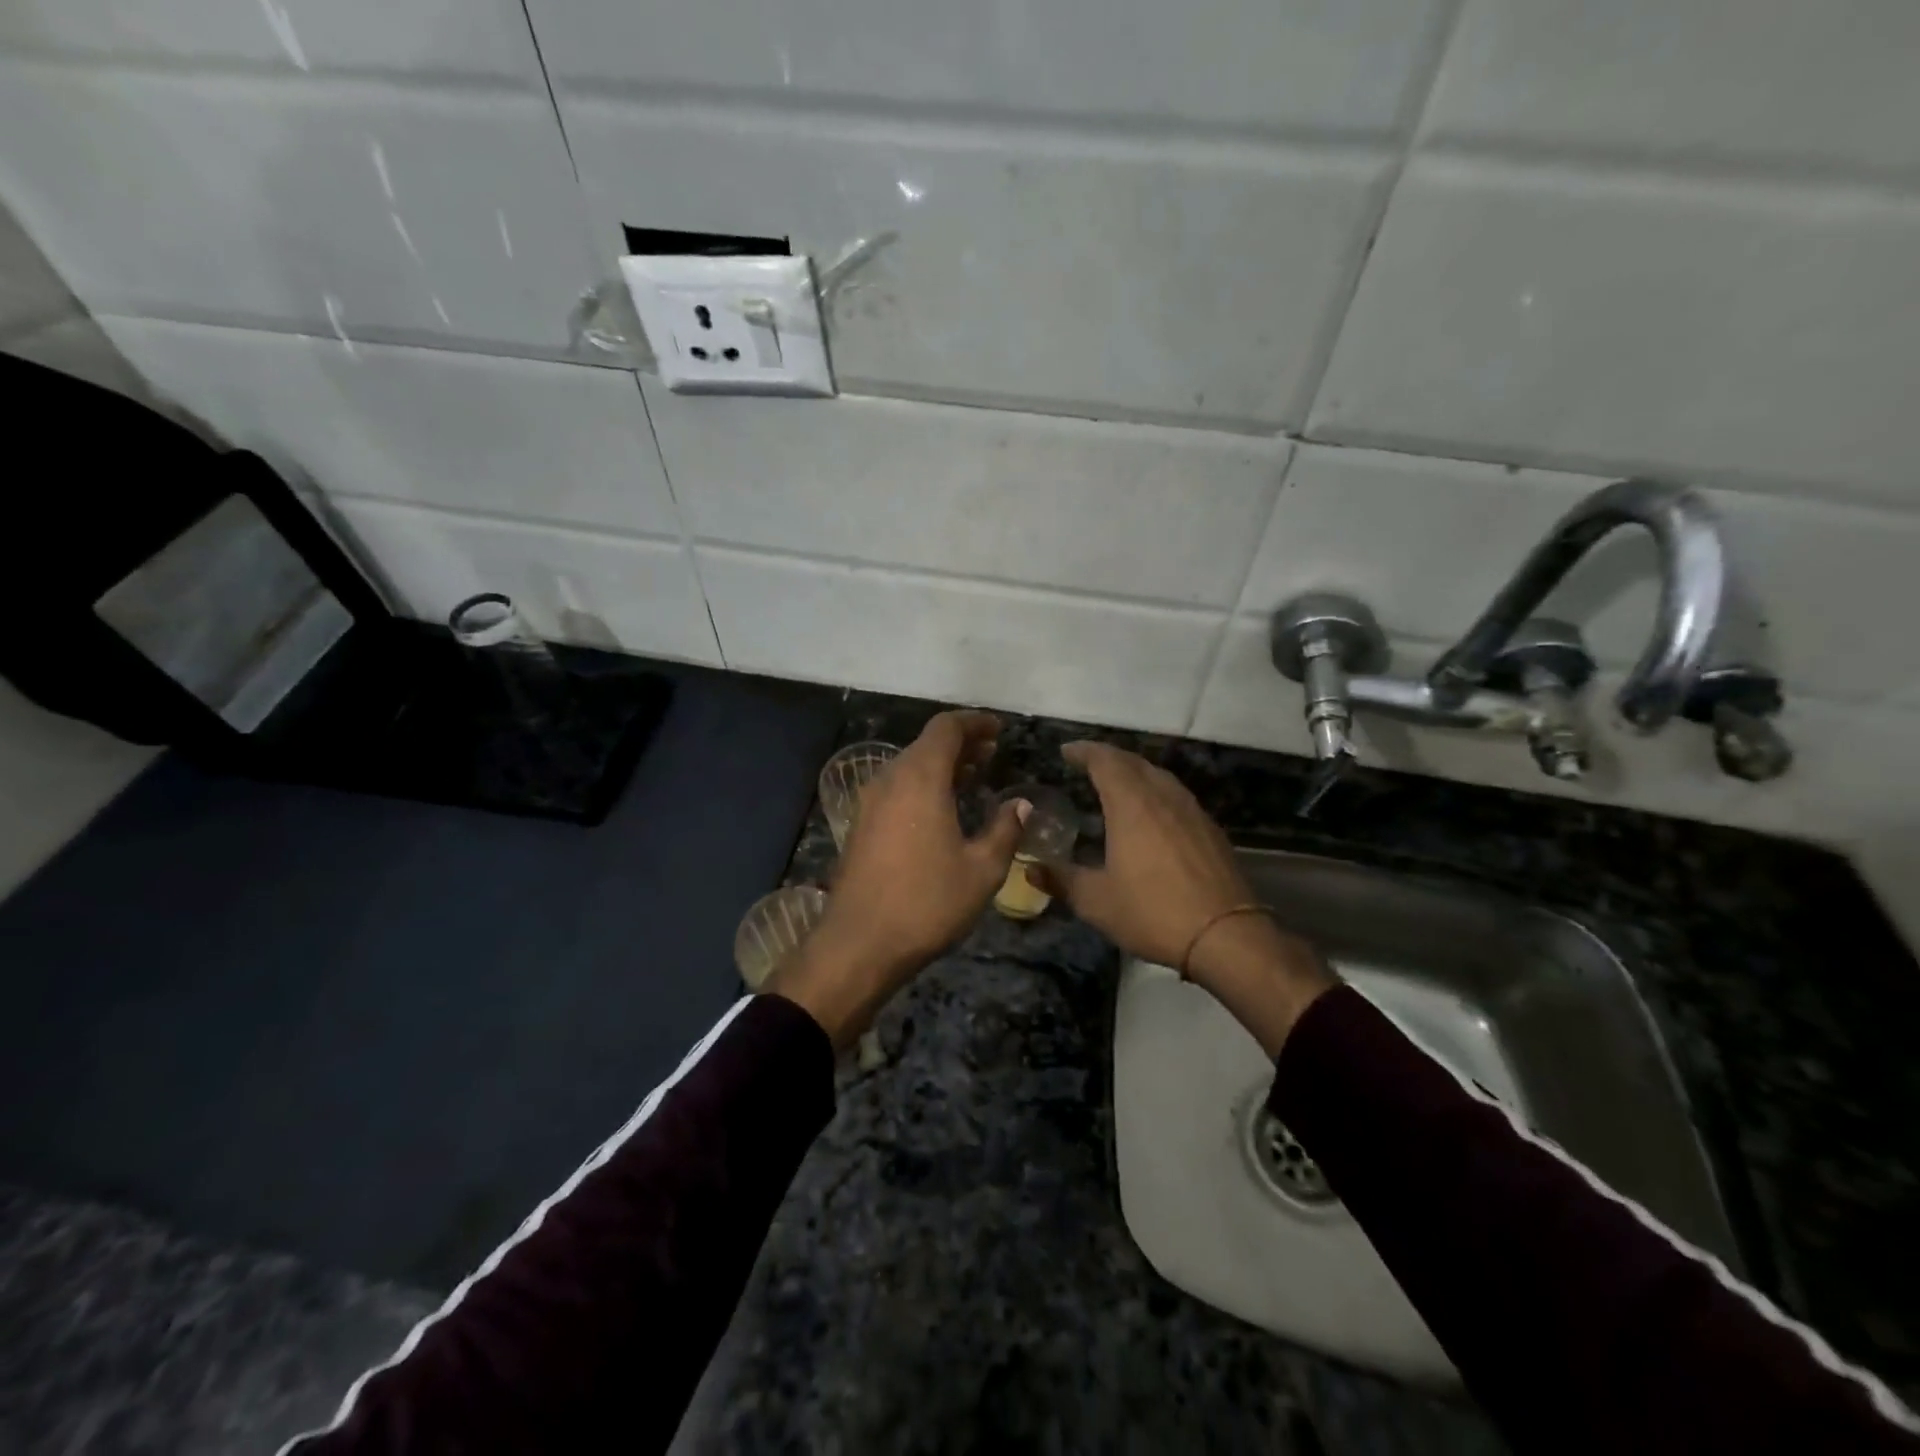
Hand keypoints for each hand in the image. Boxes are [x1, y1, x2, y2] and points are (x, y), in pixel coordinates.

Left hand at [766, 711, 1028, 1048]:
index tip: (998, 729)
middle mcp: (890, 779)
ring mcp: (870, 802)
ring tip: (972, 777)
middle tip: (991, 754)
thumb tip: (1020, 804)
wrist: (859, 944)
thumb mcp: (982, 870)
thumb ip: (1005, 829)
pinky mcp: (860, 826)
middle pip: (926, 745)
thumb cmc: (927, 902)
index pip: (946, 728)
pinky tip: (941, 810)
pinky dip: (922, 786)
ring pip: (909, 767)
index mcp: (920, 778)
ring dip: (941, 766)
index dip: (975, 722)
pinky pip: (896, 789)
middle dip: (961, 744)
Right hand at [1033, 741, 1333, 1054]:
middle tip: (1086, 763)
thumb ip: (1061, 880)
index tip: (1066, 751)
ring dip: (1134, 771)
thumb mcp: (1096, 901)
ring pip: (1159, 776)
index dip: (1084, 751)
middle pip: (1133, 762)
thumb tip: (1030, 869)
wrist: (1226, 935)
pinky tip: (1151, 812)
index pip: (1105, 761)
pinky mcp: (1210, 829)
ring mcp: (1191, 810)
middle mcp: (1162, 797)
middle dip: (1107, 757)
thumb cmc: (1152, 912)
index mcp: (1131, 804)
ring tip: (1116, 783)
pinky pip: (1176, 795)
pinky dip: (1155, 791)